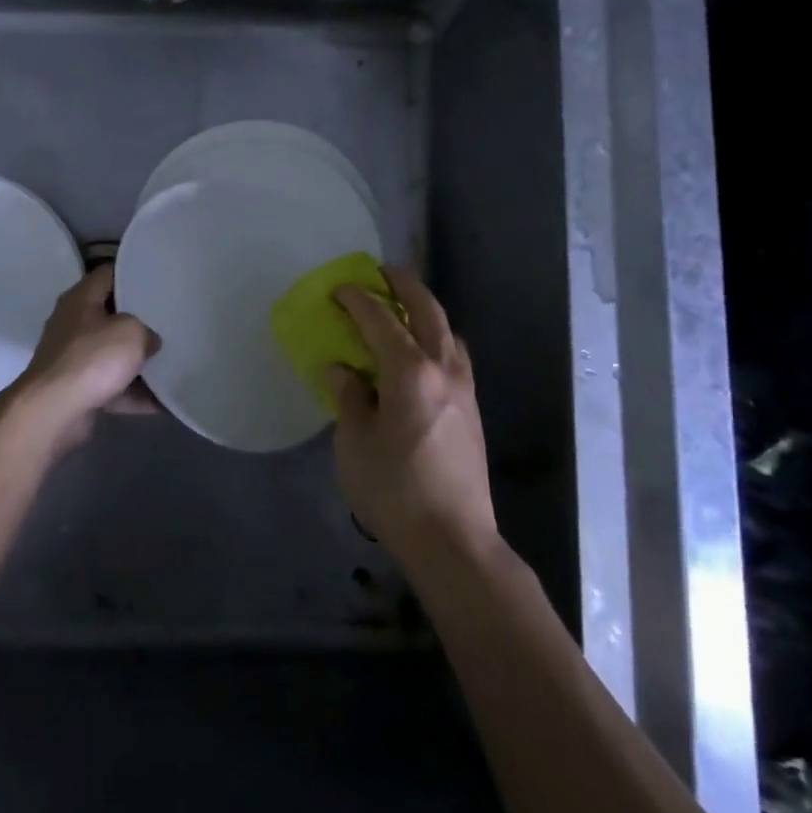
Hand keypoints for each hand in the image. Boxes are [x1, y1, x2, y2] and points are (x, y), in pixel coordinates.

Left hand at [15, 267, 159, 450]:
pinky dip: (135, 394)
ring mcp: (74, 359)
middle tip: (171, 320)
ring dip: (139, 362)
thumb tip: (148, 341)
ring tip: (174, 361)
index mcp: (80, 299)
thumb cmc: (92, 359)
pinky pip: (114, 387)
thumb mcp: (132, 332)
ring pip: (114, 354)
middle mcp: (73, 324)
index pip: (109, 274)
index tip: (160, 280)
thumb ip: (147, 330)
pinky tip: (165, 401)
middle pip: (112, 315)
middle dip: (141, 320)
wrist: (54, 412)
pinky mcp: (78, 390)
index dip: (134, 273)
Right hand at [329, 267, 495, 562]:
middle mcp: (443, 369)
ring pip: (447, 332)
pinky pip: (455, 355)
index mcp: (410, 372)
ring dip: (426, 311)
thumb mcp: (354, 442)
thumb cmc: (394, 489)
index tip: (339, 289)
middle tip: (382, 273)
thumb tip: (343, 370)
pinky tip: (423, 354)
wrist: (453, 538)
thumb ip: (349, 397)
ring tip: (404, 310)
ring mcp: (464, 389)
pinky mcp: (473, 410)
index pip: (381, 320)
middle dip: (404, 286)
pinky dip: (437, 338)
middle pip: (427, 311)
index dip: (358, 300)